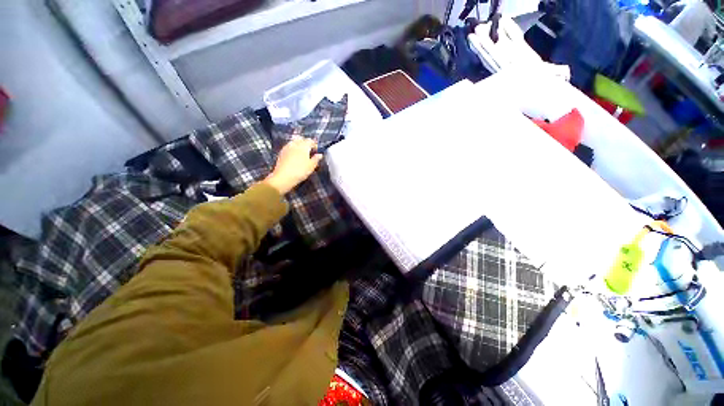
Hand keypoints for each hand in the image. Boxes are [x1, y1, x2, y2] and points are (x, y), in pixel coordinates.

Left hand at [263, 138, 322, 194]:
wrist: (283, 177)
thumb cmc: (300, 171)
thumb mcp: (311, 166)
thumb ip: (316, 159)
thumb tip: (319, 155)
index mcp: (303, 146)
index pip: (311, 141)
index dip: (315, 145)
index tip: (317, 152)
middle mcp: (295, 144)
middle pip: (302, 140)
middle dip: (306, 144)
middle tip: (310, 152)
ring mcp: (287, 147)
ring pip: (295, 143)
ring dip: (299, 146)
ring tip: (302, 155)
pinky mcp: (281, 152)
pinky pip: (289, 147)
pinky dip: (293, 150)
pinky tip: (294, 157)